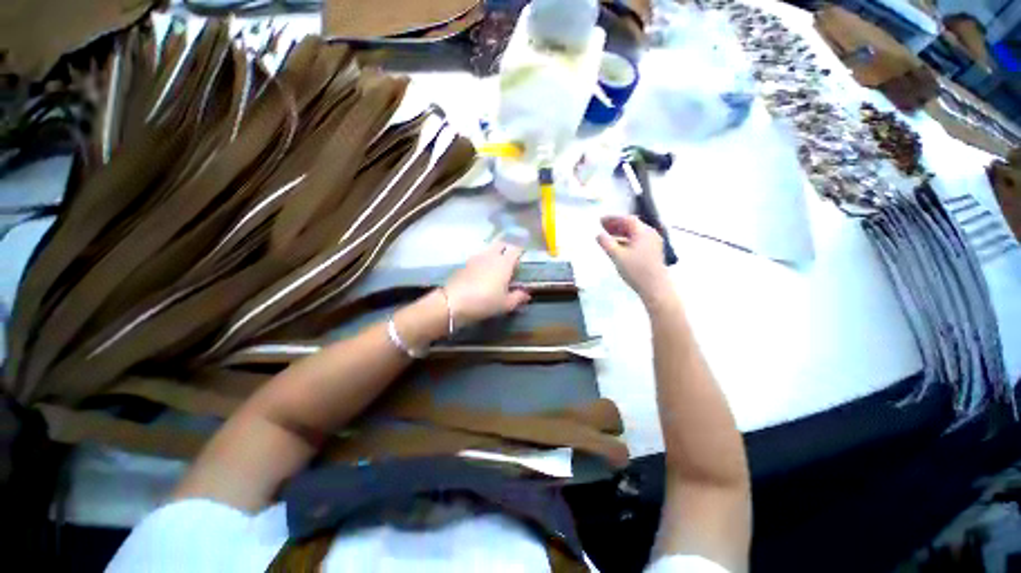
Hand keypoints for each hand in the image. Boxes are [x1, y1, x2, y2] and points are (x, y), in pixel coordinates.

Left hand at [444, 241, 530, 327]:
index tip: (522, 261)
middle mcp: (491, 255)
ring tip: (495, 269)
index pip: (516, 249)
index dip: (520, 253)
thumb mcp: (506, 304)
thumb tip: (527, 294)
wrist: (453, 302)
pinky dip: (483, 262)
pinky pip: (478, 258)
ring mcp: (476, 258)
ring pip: (488, 250)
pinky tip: (481, 275)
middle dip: (507, 249)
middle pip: (501, 244)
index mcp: (504, 263)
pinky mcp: (464, 263)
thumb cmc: (485, 302)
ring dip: (494, 255)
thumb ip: (518, 297)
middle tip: (509, 262)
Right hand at [596, 215, 671, 303]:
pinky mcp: (652, 252)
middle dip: (616, 225)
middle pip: (631, 225)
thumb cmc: (636, 270)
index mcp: (643, 231)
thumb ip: (606, 243)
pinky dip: (626, 240)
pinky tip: (618, 247)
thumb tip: (599, 235)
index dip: (613, 219)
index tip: (600, 220)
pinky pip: (637, 241)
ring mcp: (653, 243)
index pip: (627, 219)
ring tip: (608, 236)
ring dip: (621, 233)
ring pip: (634, 234)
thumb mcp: (617, 256)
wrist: (655, 287)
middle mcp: (650, 234)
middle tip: (602, 227)